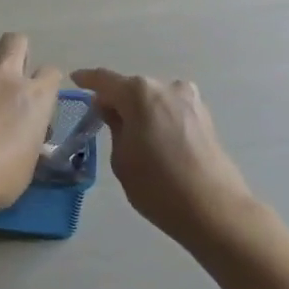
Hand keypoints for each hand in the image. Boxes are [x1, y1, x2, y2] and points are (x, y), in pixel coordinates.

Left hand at [0, 33, 62, 212]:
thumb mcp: (27, 164)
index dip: (45, 82)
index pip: (51, 72)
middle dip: (14, 50)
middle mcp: (3, 80)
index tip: (38, 97)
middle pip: (15, 42)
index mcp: (33, 98)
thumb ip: (28, 142)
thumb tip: (24, 139)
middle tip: (8, 75)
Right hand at [68, 68, 253, 247]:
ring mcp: (190, 100)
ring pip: (154, 99)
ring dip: (140, 109)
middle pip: (132, 88)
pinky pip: (171, 110)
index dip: (87, 79)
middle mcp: (166, 87)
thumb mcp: (121, 158)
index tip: (75, 79)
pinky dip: (158, 118)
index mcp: (139, 93)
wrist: (213, 209)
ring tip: (131, 134)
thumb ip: (114, 126)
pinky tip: (155, 139)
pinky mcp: (205, 116)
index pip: (105, 80)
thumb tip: (113, 110)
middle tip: (102, 119)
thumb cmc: (157, 185)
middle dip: (116, 99)